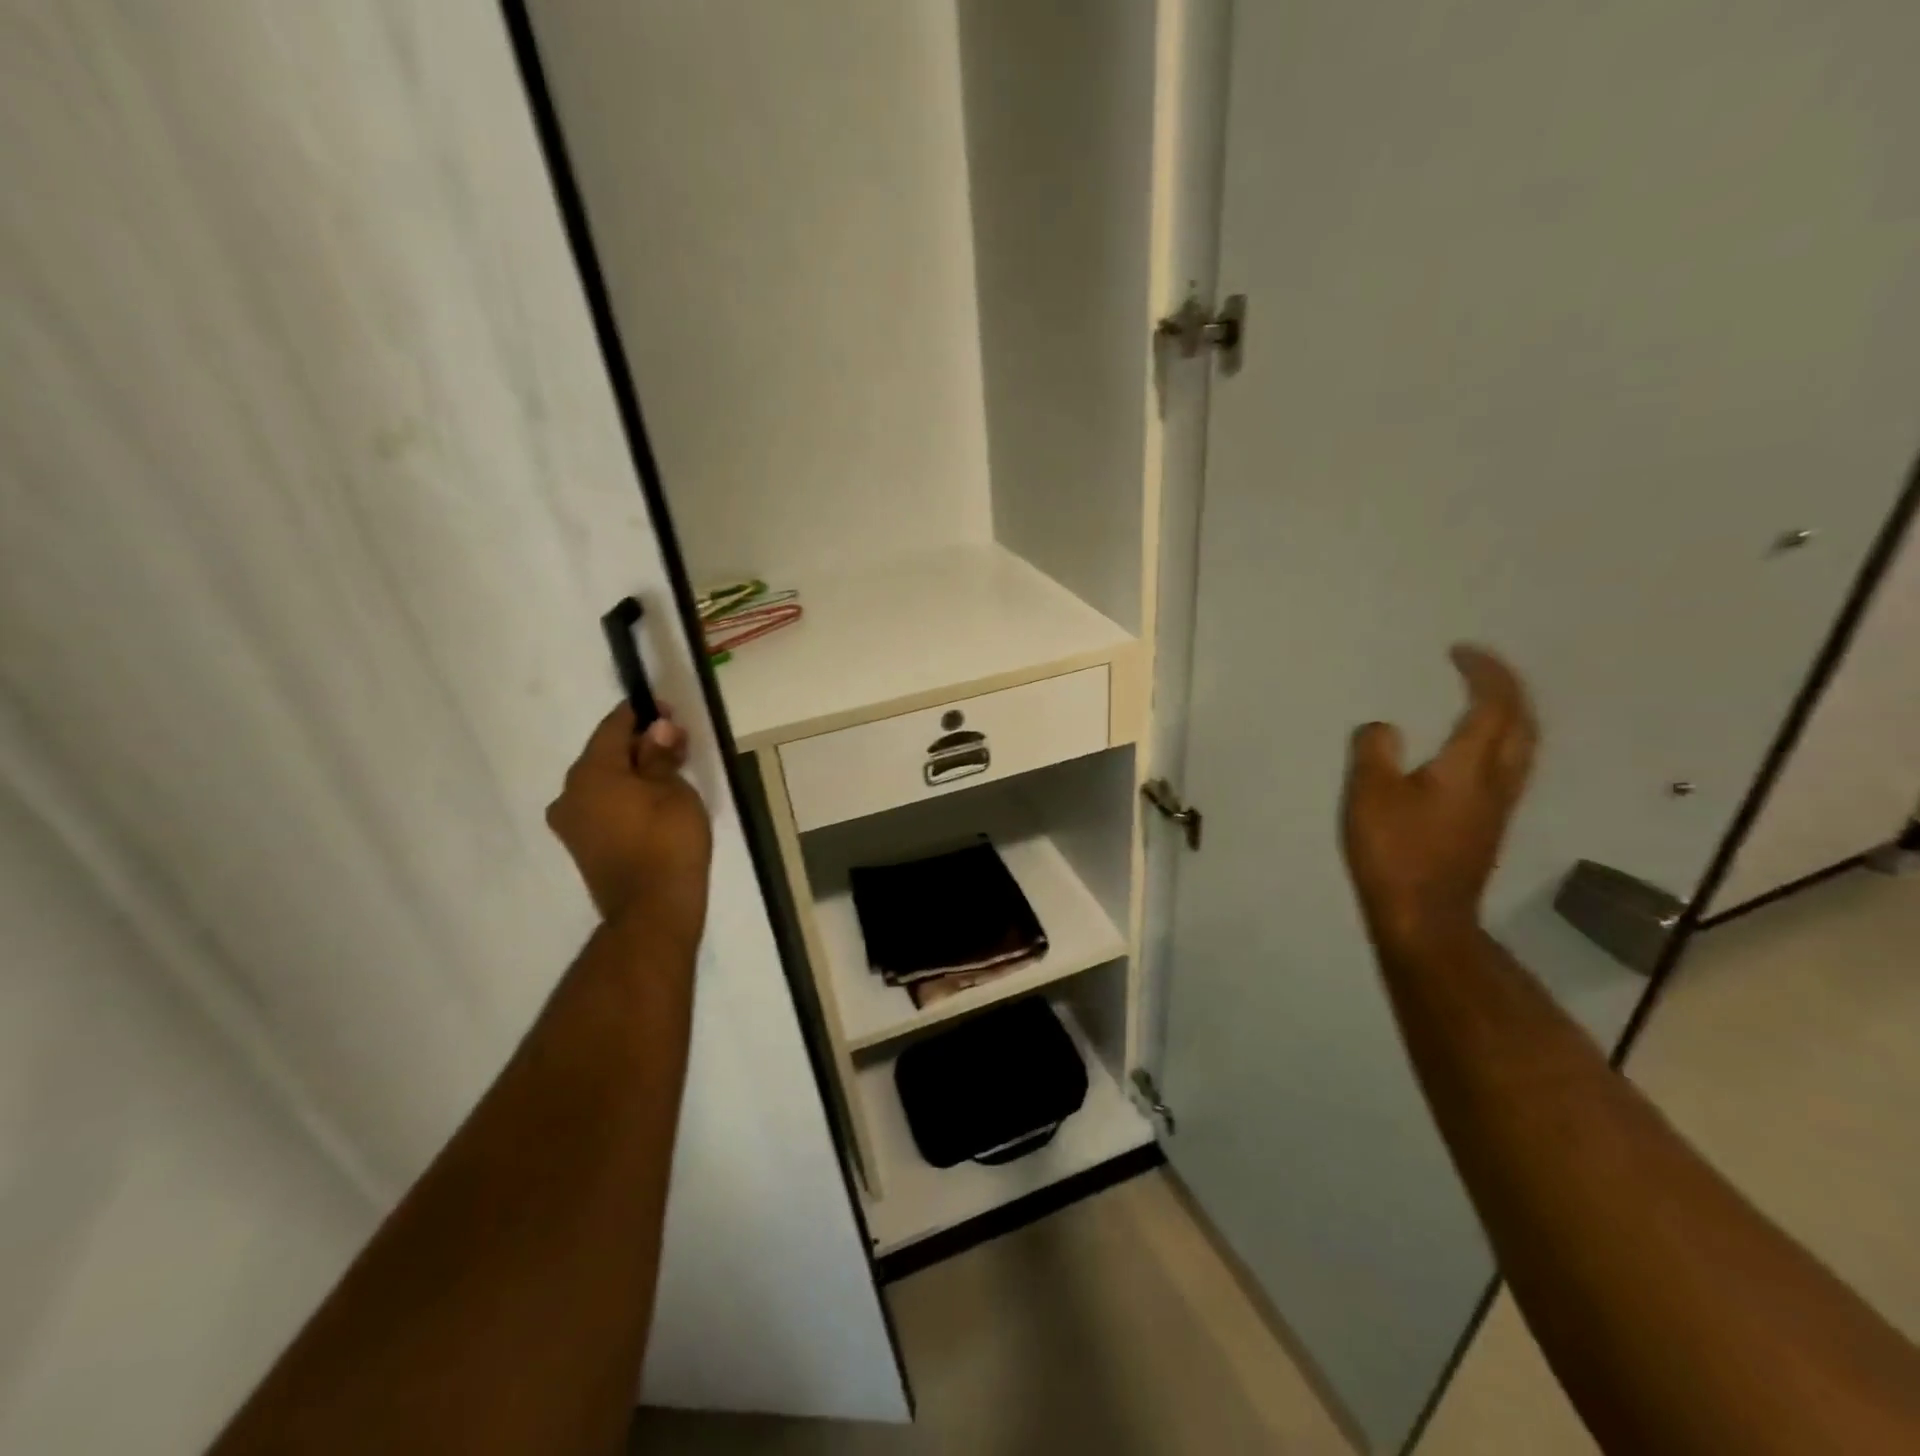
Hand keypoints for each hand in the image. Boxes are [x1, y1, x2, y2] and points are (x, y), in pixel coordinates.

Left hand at [547, 703, 712, 933]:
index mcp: (590, 773)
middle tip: (677, 741)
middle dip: (640, 743)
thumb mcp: (673, 790)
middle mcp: (570, 793)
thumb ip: (660, 755)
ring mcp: (572, 823)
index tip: (668, 709)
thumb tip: (657, 728)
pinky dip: (626, 795)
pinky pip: (603, 805)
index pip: (613, 727)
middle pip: (606, 754)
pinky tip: (652, 799)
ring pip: (604, 781)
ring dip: (634, 770)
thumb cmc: (667, 841)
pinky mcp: (582, 845)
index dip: (641, 713)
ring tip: (670, 771)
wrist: (652, 910)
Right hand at [1341, 645, 1536, 952]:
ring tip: (1479, 700)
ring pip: (1520, 746)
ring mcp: (1498, 805)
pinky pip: (1506, 765)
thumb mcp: (1370, 795)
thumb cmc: (1396, 852)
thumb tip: (1383, 728)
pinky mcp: (1487, 825)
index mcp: (1471, 766)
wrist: (1425, 916)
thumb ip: (1374, 752)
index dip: (1484, 672)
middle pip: (1522, 723)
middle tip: (1477, 669)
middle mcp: (1497, 780)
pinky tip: (1471, 748)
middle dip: (1506, 688)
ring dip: (1507, 714)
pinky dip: (1496, 739)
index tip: (1460, 650)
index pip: (1494, 706)